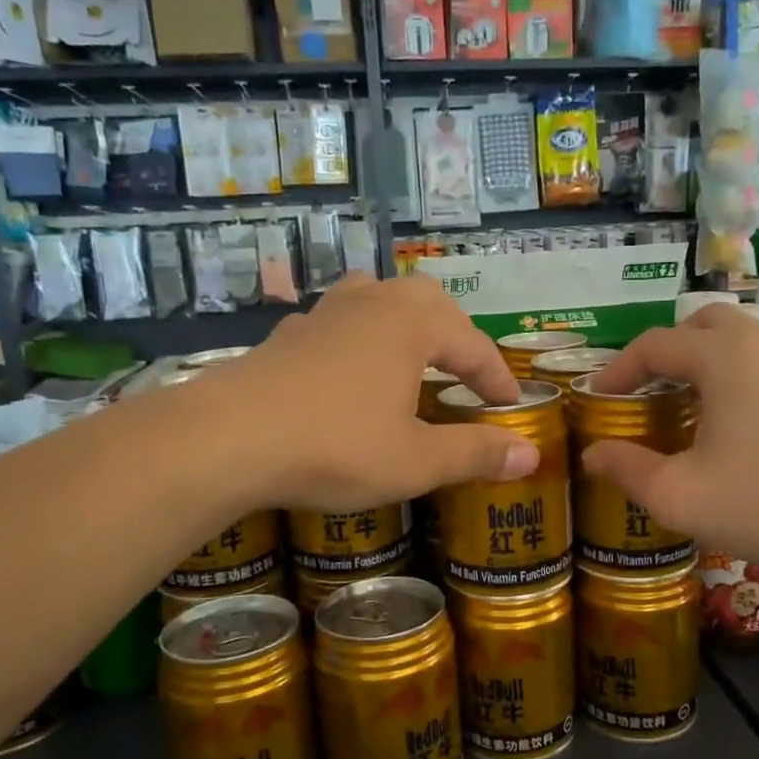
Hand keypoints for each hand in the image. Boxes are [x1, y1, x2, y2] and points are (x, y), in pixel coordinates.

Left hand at [212, 273, 538, 510]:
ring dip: (406, 321)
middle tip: (467, 371)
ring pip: (379, 297)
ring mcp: (324, 314)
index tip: (512, 406)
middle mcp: (372, 304)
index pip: (473, 346)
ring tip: (413, 351)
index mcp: (411, 324)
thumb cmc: (335, 446)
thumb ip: (475, 453)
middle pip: (429, 302)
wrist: (227, 438)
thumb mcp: (416, 460)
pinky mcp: (288, 334)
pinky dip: (361, 337)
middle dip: (456, 335)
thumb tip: (531, 454)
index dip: (497, 378)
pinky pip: (340, 321)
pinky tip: (349, 367)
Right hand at [579, 305, 758, 580]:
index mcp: (724, 357)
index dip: (617, 370)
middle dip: (665, 351)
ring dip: (701, 362)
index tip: (597, 400)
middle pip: (701, 324)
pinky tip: (732, 426)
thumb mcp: (681, 496)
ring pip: (738, 341)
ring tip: (684, 407)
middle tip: (646, 390)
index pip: (654, 344)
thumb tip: (592, 454)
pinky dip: (733, 377)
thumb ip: (628, 470)